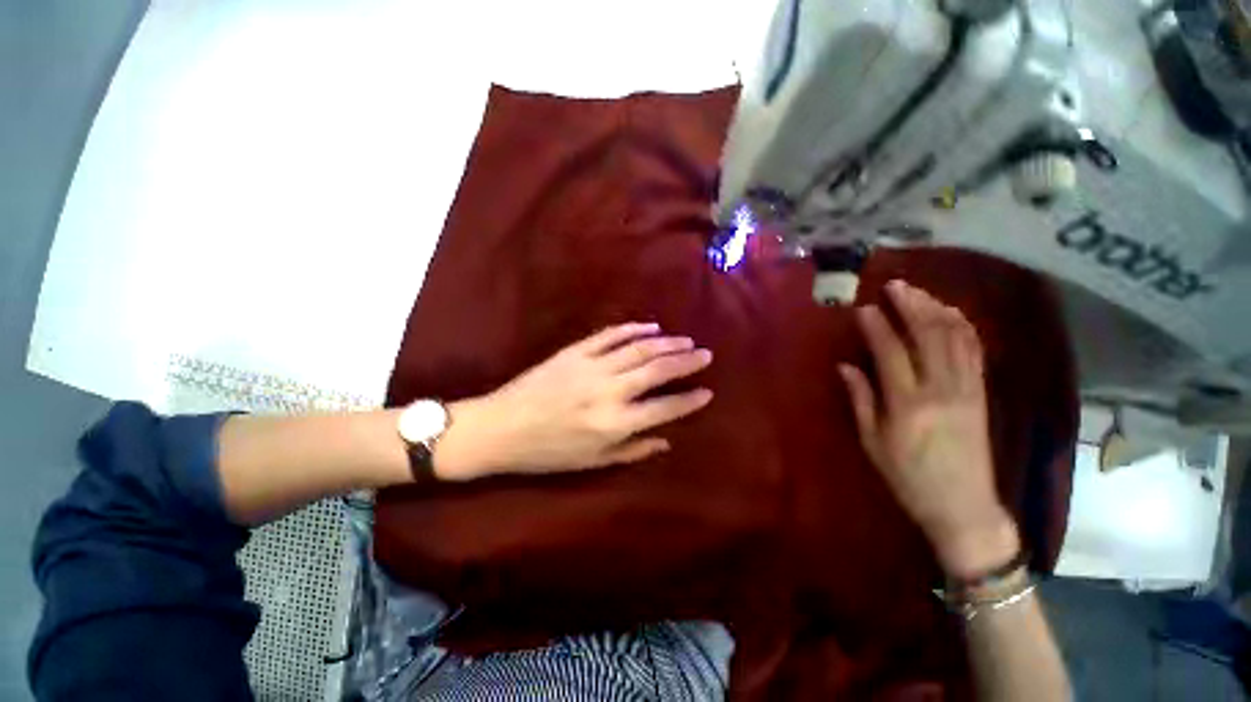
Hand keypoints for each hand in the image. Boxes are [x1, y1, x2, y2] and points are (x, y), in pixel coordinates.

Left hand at [434, 323, 713, 480]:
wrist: (501, 428)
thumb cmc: (547, 452)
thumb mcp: (592, 462)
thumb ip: (632, 450)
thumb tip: (666, 441)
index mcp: (613, 424)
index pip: (663, 408)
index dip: (688, 400)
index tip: (707, 392)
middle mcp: (608, 391)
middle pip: (656, 370)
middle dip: (685, 362)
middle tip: (705, 354)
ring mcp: (591, 367)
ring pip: (638, 349)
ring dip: (665, 343)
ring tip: (685, 340)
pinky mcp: (575, 351)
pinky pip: (610, 335)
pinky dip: (633, 329)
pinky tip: (650, 326)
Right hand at [839, 280, 1019, 578]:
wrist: (964, 506)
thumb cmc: (908, 477)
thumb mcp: (873, 442)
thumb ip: (861, 400)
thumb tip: (846, 366)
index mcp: (908, 405)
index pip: (891, 352)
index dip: (878, 326)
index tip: (864, 308)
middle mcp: (941, 390)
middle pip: (929, 336)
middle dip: (911, 305)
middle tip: (894, 286)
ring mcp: (967, 389)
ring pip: (956, 338)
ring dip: (937, 309)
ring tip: (919, 292)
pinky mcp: (981, 393)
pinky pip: (975, 351)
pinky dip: (963, 327)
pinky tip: (951, 314)